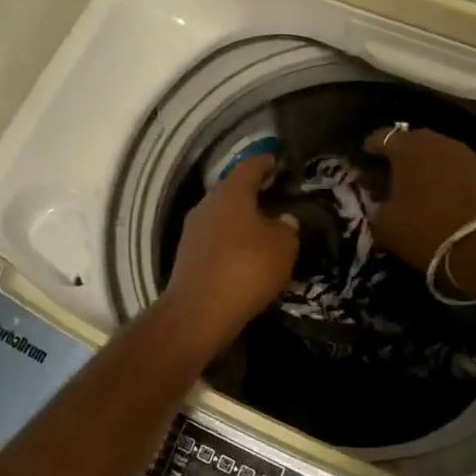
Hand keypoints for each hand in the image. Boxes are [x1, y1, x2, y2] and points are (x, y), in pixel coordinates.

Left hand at [160, 154, 298, 351]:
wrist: (198, 313)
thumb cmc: (246, 268)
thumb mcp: (283, 246)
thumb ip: (287, 228)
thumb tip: (283, 220)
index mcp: (230, 193)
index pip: (250, 166)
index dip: (266, 163)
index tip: (279, 162)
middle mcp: (207, 205)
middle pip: (233, 190)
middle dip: (254, 193)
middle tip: (277, 198)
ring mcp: (193, 231)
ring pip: (223, 216)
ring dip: (242, 220)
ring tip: (266, 229)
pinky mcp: (188, 256)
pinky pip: (216, 239)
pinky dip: (232, 241)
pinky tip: (247, 255)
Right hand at [364, 127, 475, 295]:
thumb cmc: (426, 229)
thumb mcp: (386, 225)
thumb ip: (376, 207)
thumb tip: (379, 201)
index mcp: (408, 148)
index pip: (382, 137)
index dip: (371, 147)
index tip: (364, 158)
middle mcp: (438, 142)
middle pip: (412, 141)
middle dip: (400, 154)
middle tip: (390, 171)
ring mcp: (466, 155)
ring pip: (438, 153)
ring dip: (426, 165)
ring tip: (417, 184)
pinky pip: (457, 168)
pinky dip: (447, 177)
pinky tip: (442, 194)